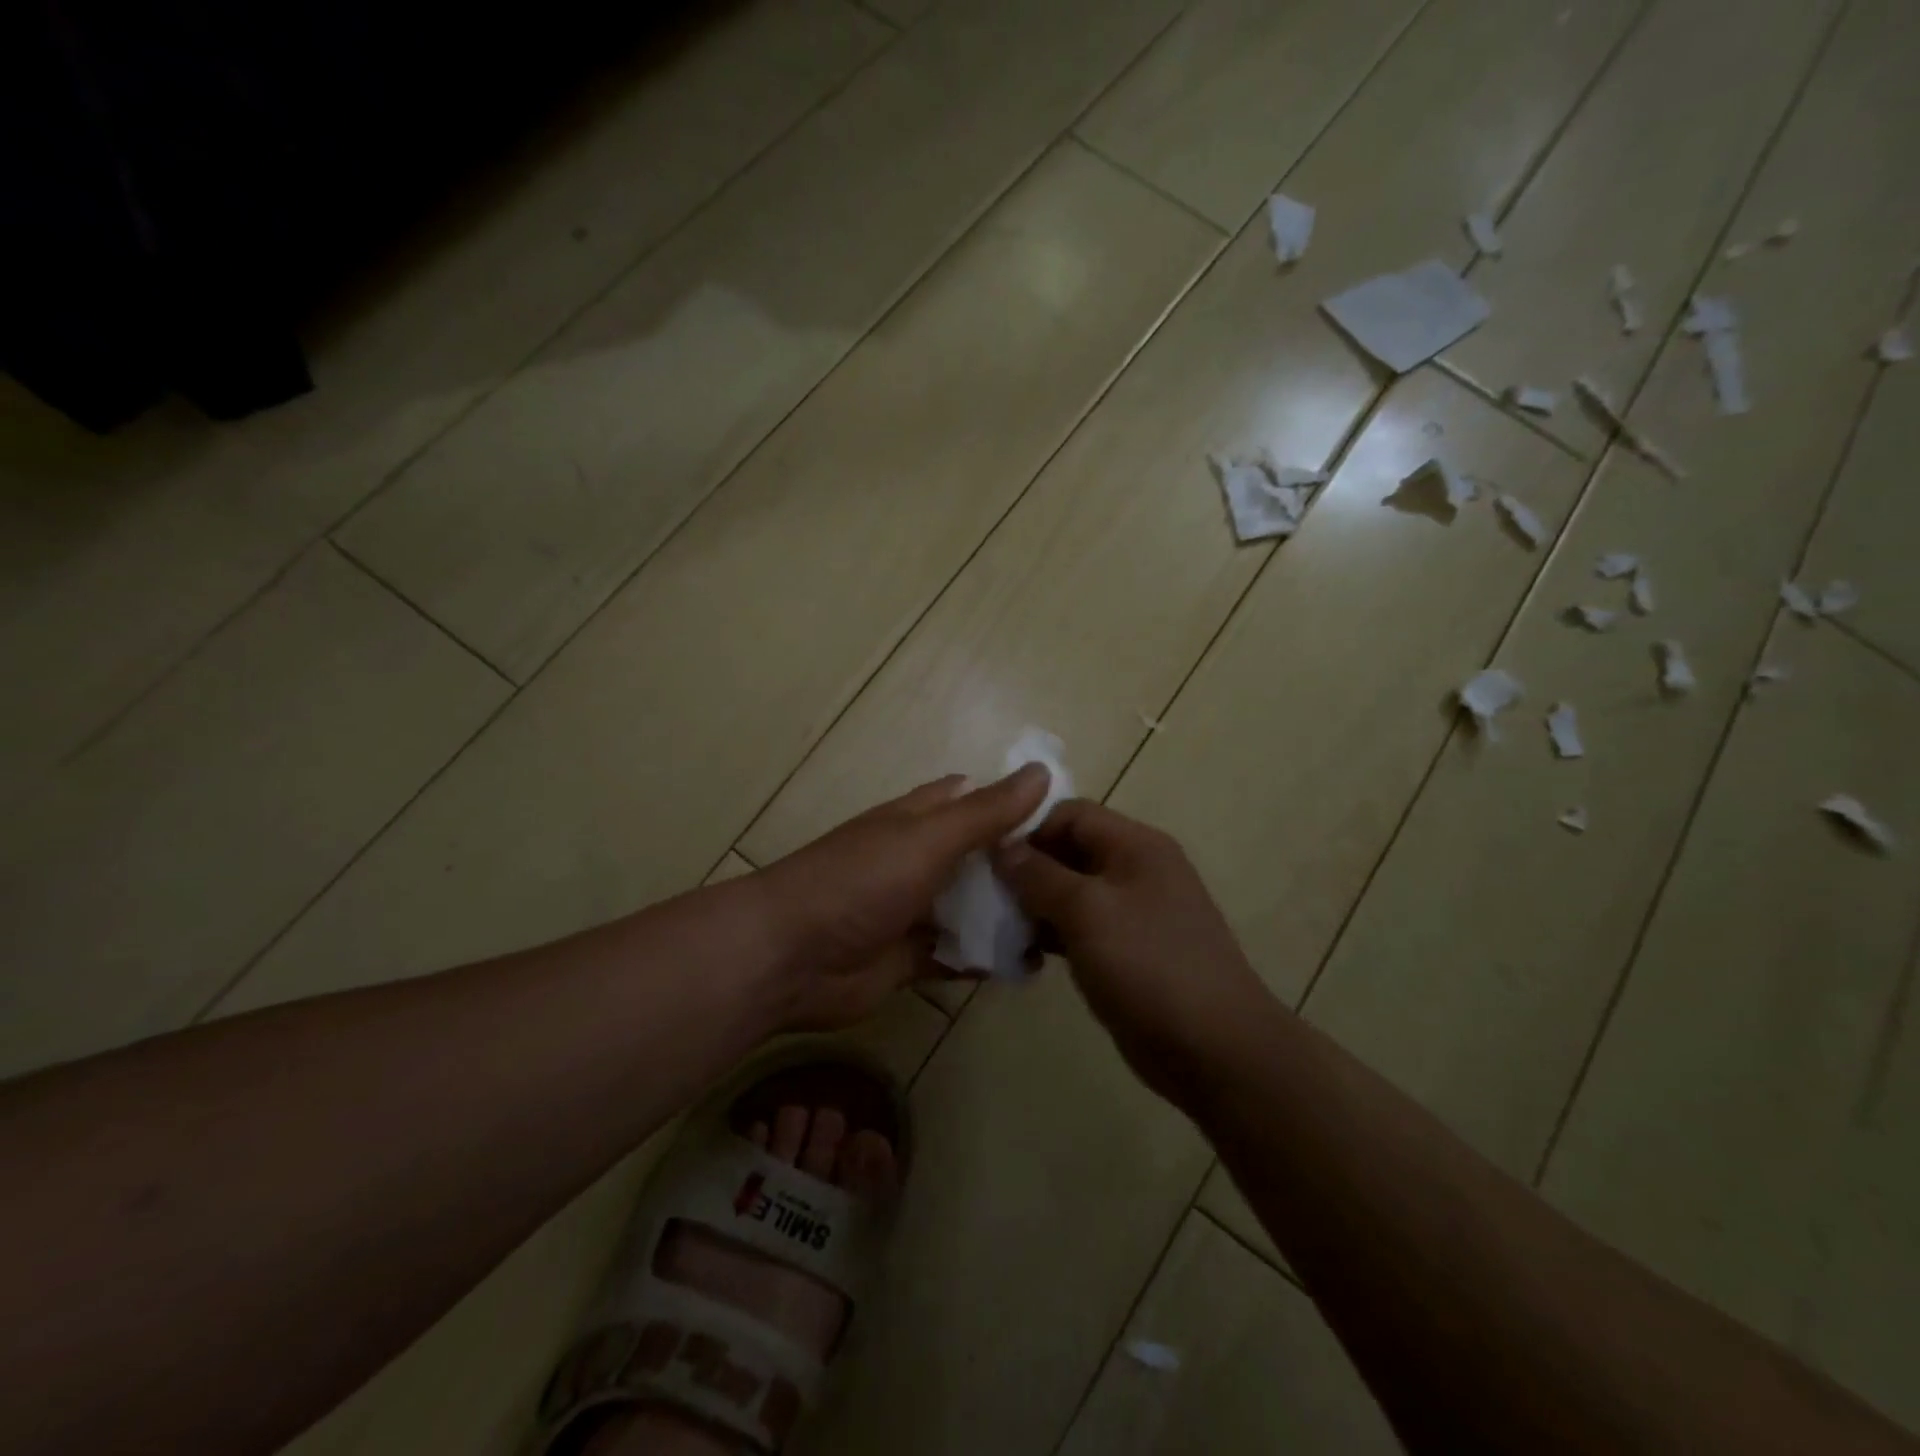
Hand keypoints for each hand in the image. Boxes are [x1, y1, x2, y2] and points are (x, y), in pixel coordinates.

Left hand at [753, 766, 1049, 1029]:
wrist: (788, 958)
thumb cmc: (859, 882)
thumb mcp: (927, 838)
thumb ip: (985, 812)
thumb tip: (1041, 771)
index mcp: (917, 822)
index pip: (973, 801)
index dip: (1015, 804)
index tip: (1067, 820)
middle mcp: (917, 862)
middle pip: (978, 859)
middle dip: (1021, 867)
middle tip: (1080, 883)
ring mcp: (912, 912)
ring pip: (971, 909)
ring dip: (1009, 916)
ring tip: (1068, 927)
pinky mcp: (909, 959)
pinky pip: (958, 956)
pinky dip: (987, 959)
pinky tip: (1029, 966)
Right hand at [994, 800, 1274, 1100]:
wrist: (1214, 1049)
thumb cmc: (1149, 965)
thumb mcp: (1087, 912)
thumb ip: (1039, 875)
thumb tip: (1002, 847)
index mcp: (1135, 845)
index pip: (1071, 812)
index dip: (1028, 828)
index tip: (987, 856)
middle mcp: (1135, 869)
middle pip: (1068, 851)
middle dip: (1025, 870)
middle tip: (984, 895)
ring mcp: (1132, 913)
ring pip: (1069, 893)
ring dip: (1033, 907)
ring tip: (997, 928)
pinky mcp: (1125, 951)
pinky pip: (1079, 929)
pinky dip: (1051, 936)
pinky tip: (1023, 956)